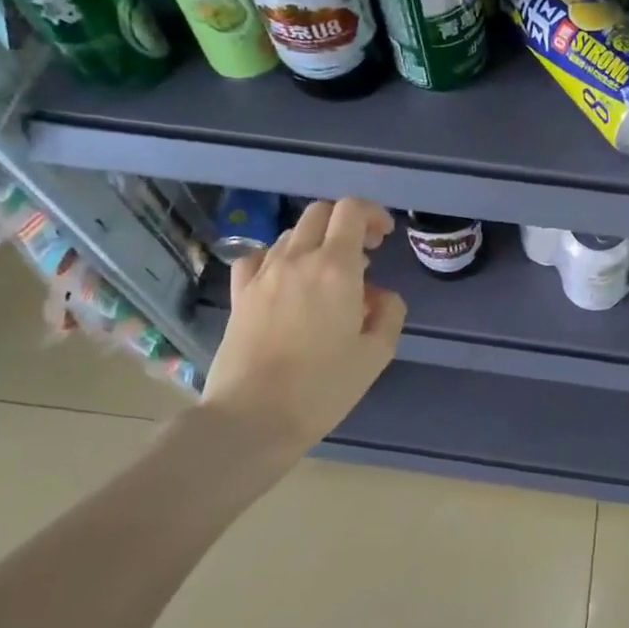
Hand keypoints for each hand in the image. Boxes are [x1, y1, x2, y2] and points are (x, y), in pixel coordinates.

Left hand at [202, 198, 407, 460]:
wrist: (252, 417)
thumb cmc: (323, 388)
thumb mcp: (377, 354)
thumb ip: (389, 312)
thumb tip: (379, 294)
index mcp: (336, 268)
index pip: (351, 210)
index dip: (372, 213)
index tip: (384, 236)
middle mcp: (297, 259)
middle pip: (319, 213)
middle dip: (346, 222)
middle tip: (363, 253)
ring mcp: (263, 275)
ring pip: (291, 234)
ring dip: (316, 242)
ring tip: (328, 275)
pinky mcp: (239, 294)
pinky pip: (258, 257)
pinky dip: (278, 258)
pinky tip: (286, 281)